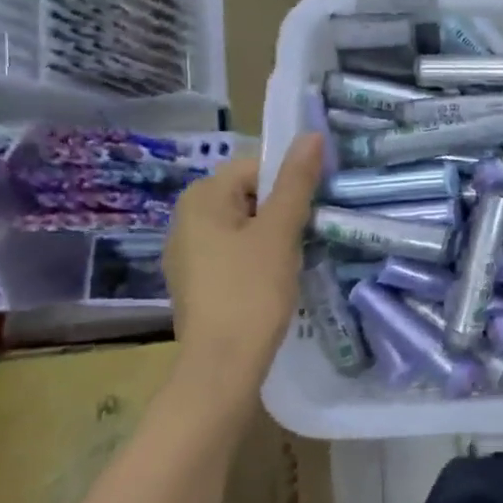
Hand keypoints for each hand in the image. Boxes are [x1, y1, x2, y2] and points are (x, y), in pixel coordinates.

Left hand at [163, 136, 324, 395]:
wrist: (221, 367)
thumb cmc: (251, 290)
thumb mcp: (280, 231)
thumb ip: (296, 181)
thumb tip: (311, 135)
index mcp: (201, 198)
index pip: (256, 167)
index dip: (290, 182)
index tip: (316, 206)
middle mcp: (186, 218)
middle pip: (249, 194)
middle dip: (282, 208)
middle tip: (311, 231)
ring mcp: (188, 252)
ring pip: (244, 224)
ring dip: (274, 233)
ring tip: (298, 255)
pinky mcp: (197, 280)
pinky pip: (234, 251)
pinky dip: (257, 256)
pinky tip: (275, 278)